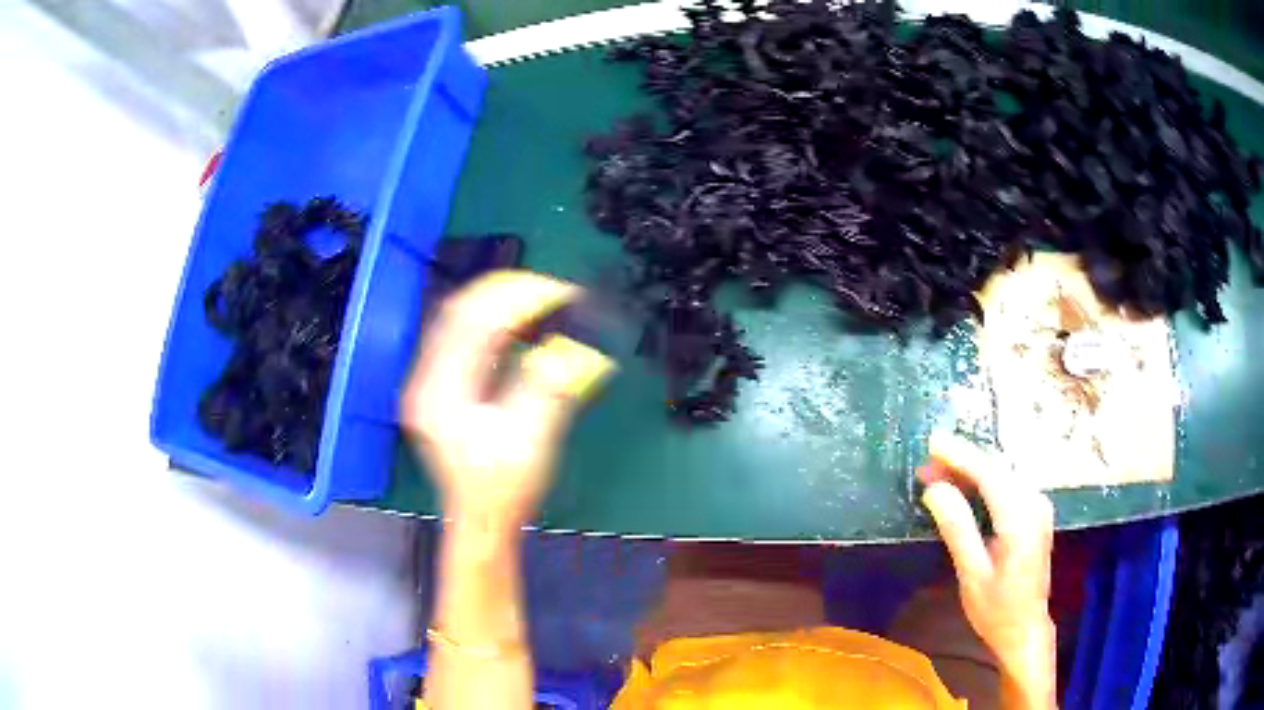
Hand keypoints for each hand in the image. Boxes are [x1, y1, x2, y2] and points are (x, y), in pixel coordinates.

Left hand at [401, 271, 614, 528]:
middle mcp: (427, 380)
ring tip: (541, 299)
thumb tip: (575, 345)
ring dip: (500, 303)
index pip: (473, 322)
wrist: (481, 520)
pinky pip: (465, 337)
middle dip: (507, 292)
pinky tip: (520, 324)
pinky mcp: (443, 386)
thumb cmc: (501, 490)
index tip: (559, 292)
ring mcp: (432, 382)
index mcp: (441, 392)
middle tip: (552, 289)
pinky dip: (494, 322)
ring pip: (460, 320)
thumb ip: (546, 388)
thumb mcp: (528, 441)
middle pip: (460, 311)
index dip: (518, 298)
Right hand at [920, 432, 1056, 708]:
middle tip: (926, 465)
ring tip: (938, 474)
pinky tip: (964, 488)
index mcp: (1021, 519)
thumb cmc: (996, 609)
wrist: (1025, 629)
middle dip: (961, 462)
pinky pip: (1008, 486)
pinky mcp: (1035, 513)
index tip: (932, 443)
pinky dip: (984, 482)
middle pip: (997, 469)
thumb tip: (934, 489)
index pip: (990, 474)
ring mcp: (1038, 507)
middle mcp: (1035, 504)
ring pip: (1002, 475)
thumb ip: (957, 528)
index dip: (960, 455)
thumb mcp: (972, 574)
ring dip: (971, 471)